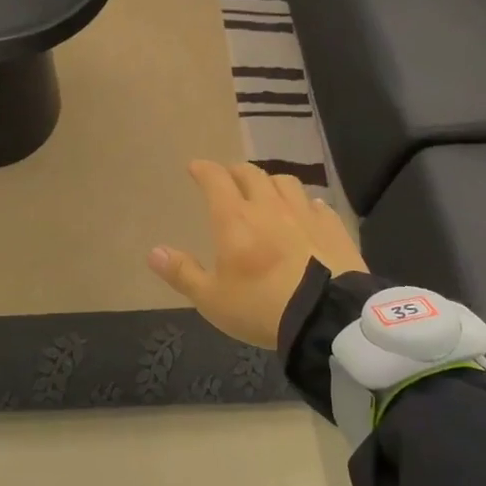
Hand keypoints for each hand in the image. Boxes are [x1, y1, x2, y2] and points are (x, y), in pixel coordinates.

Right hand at [147, 160, 366, 348]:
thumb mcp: (212, 299)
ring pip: (285, 182)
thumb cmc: (262, 307)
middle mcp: (269, 206)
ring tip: (266, 192)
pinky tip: (305, 212)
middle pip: (251, 174)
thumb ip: (182, 273)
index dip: (204, 170)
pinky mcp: (332, 227)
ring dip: (270, 182)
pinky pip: (316, 203)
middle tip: (228, 178)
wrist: (327, 318)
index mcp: (235, 219)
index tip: (196, 167)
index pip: (215, 180)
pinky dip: (304, 202)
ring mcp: (304, 214)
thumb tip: (153, 252)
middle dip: (235, 172)